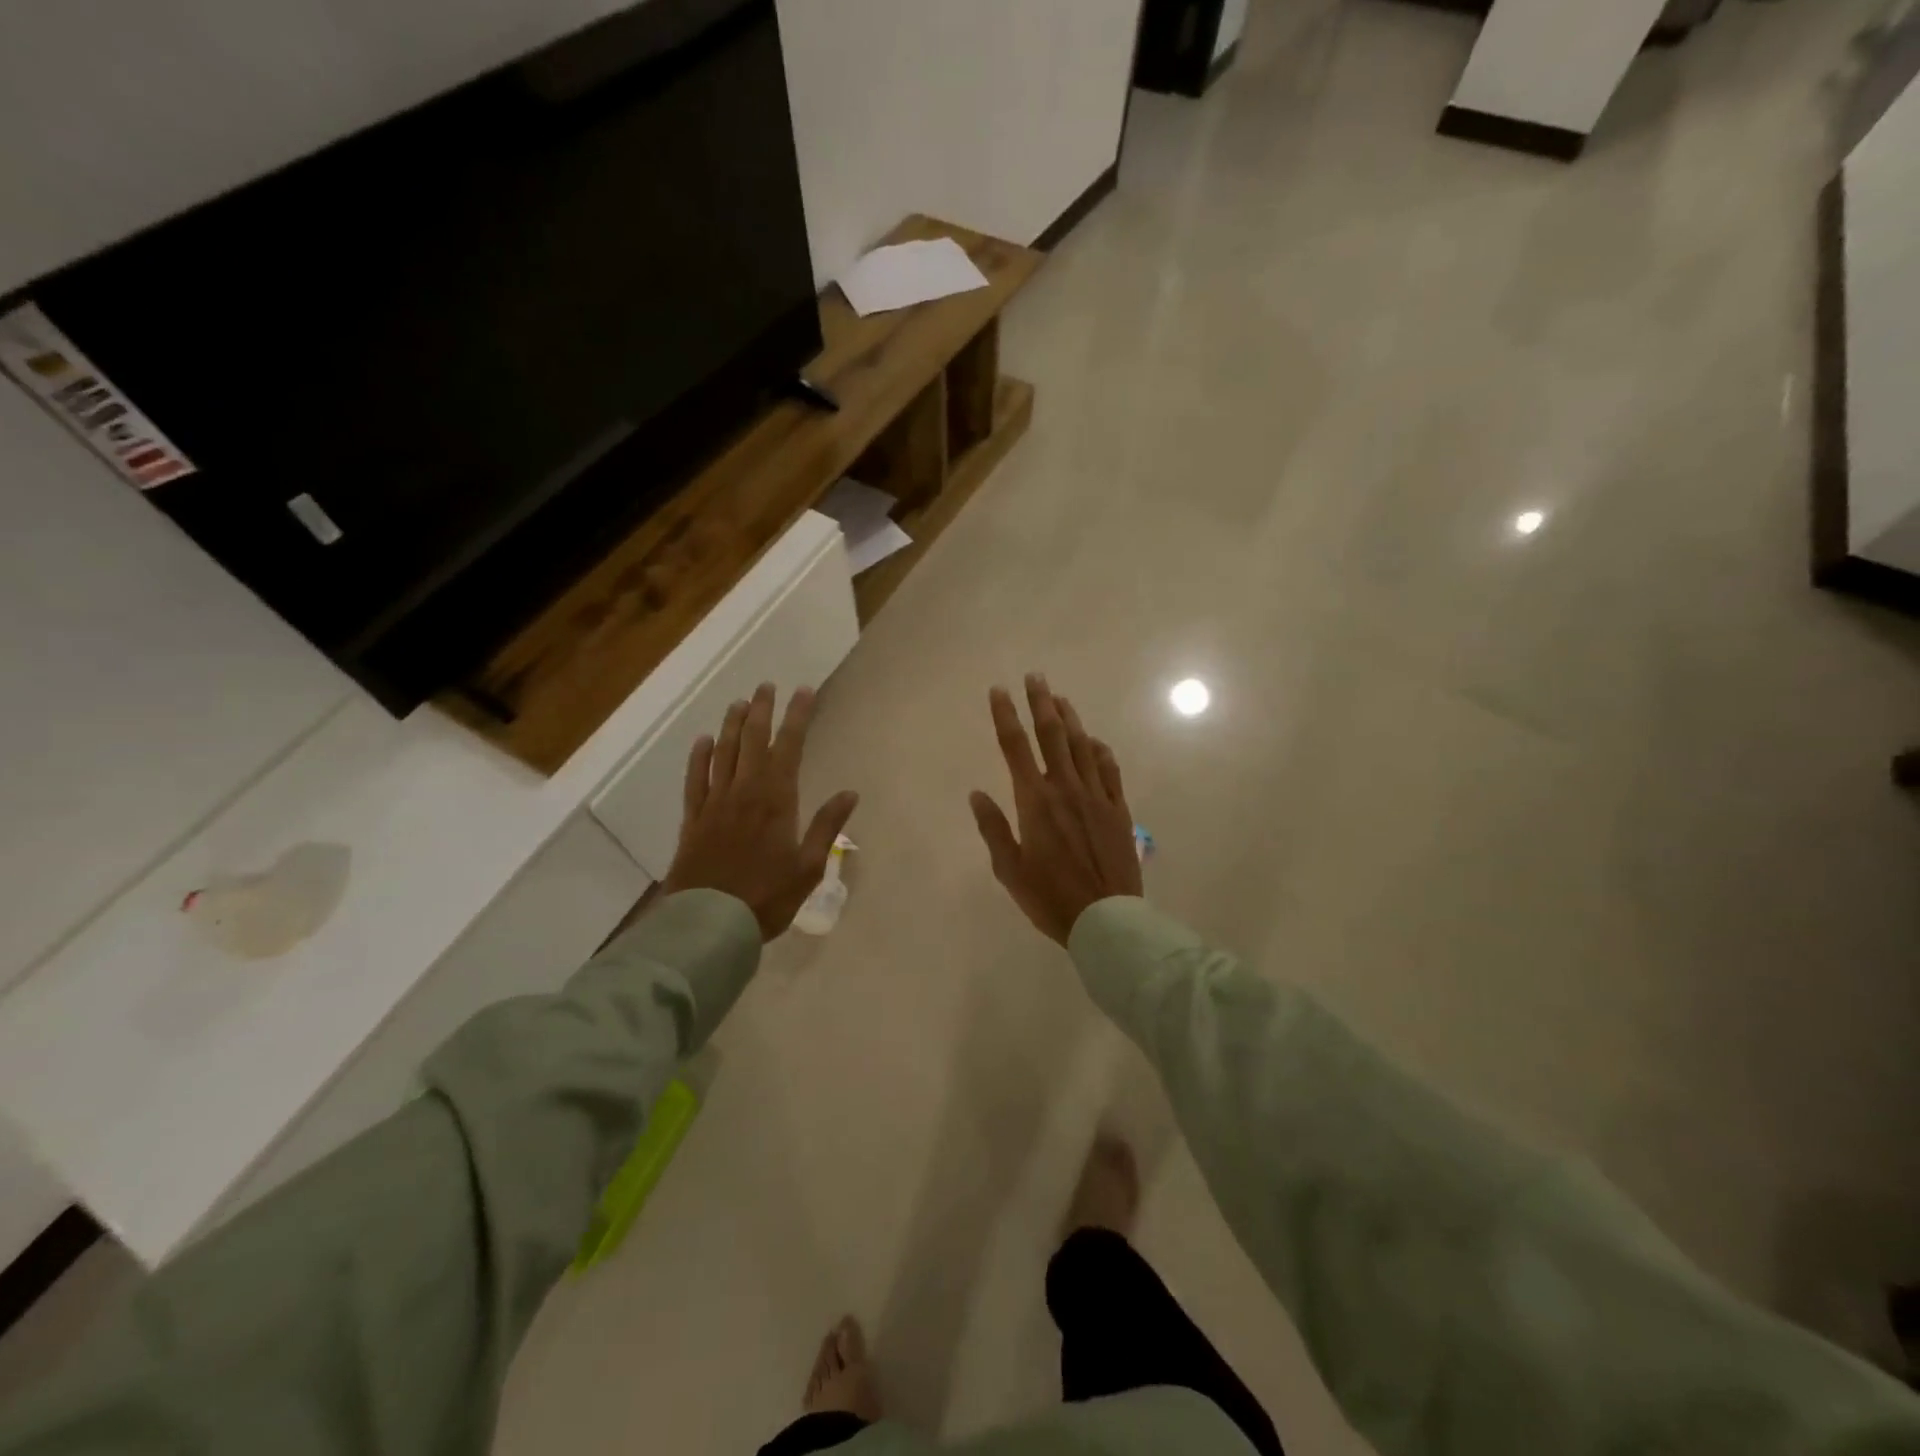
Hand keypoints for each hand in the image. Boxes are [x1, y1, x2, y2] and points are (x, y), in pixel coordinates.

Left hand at [663, 683, 859, 940]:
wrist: (710, 923)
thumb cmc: (767, 897)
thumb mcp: (808, 867)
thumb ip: (827, 827)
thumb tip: (850, 793)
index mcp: (776, 800)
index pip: (789, 746)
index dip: (797, 716)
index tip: (804, 691)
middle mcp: (744, 791)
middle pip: (753, 741)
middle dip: (762, 710)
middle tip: (767, 686)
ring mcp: (715, 803)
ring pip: (723, 753)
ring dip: (732, 725)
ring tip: (739, 703)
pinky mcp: (693, 819)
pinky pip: (695, 779)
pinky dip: (699, 757)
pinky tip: (703, 741)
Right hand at [970, 674, 1141, 944]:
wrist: (1106, 919)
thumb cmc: (1050, 898)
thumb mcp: (1009, 870)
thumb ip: (992, 828)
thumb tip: (976, 794)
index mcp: (1034, 801)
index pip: (1015, 747)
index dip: (1005, 716)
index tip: (998, 691)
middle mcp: (1065, 788)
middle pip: (1051, 735)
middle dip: (1041, 702)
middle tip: (1035, 676)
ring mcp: (1096, 796)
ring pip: (1082, 746)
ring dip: (1070, 719)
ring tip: (1060, 698)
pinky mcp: (1118, 809)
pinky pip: (1109, 770)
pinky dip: (1099, 750)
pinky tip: (1094, 741)